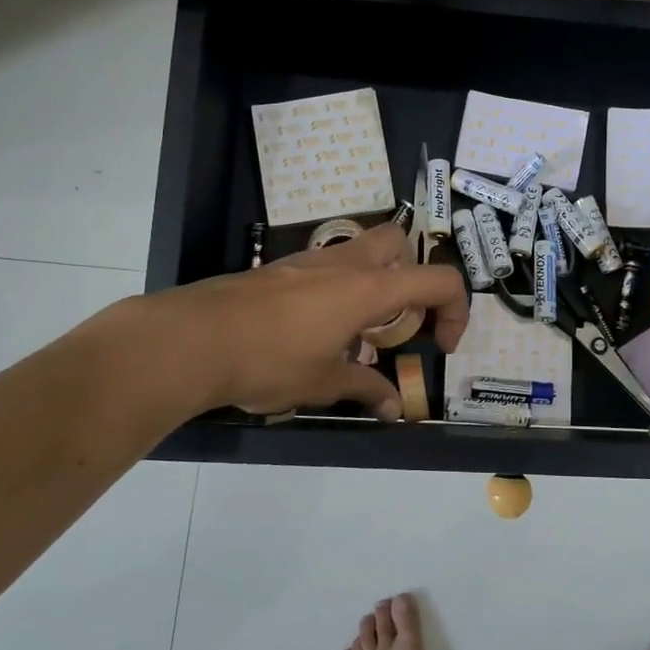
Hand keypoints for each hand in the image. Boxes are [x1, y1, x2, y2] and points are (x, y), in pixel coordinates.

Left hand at [164, 221, 469, 418]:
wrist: (193, 339)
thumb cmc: (269, 361)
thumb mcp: (323, 383)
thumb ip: (364, 389)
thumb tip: (394, 408)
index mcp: (369, 288)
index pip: (439, 279)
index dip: (456, 311)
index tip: (441, 346)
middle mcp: (346, 263)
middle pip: (400, 241)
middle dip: (413, 273)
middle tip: (401, 318)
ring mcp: (309, 260)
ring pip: (360, 249)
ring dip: (374, 280)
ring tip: (358, 330)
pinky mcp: (281, 268)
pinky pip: (327, 265)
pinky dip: (339, 288)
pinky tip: (316, 329)